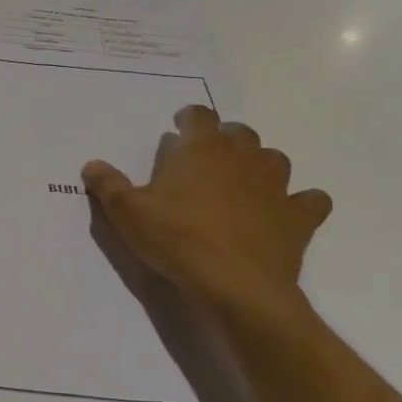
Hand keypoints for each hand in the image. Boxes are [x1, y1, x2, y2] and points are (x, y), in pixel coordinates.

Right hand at [83, 106, 331, 324]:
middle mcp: (242, 158)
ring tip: (242, 182)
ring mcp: (276, 187)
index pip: (199, 115)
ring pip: (275, 159)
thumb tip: (91, 165)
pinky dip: (300, 202)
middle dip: (225, 139)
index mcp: (201, 149)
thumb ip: (108, 184)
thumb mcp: (127, 212)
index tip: (179, 127)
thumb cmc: (177, 239)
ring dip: (260, 164)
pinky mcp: (298, 218)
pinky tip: (286, 213)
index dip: (189, 118)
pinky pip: (310, 200)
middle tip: (206, 159)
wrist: (236, 285)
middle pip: (240, 132)